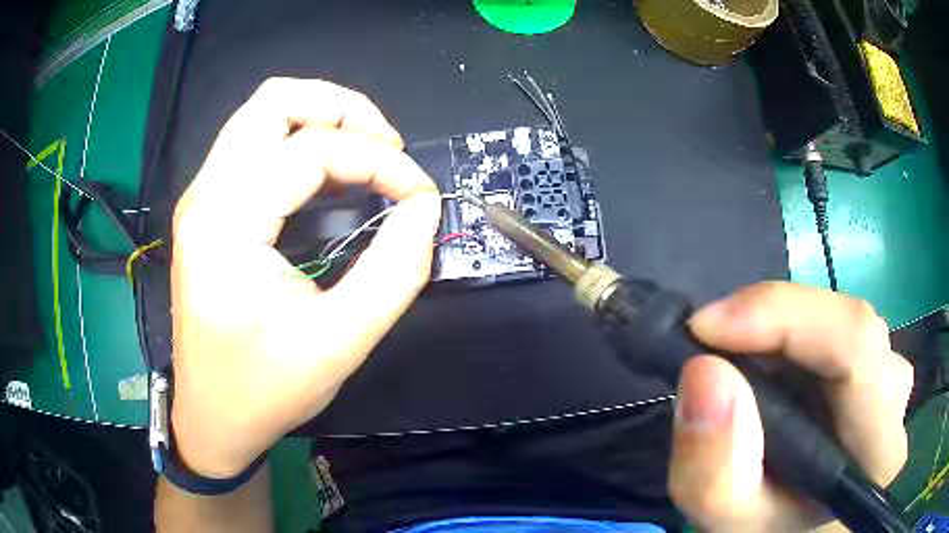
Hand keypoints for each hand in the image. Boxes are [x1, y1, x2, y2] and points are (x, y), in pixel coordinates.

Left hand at [170, 78, 440, 477]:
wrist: (212, 417)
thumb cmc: (265, 390)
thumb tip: (424, 208)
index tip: (421, 196)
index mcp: (227, 225)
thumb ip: (394, 270)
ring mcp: (201, 198)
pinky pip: (253, 144)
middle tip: (387, 146)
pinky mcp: (207, 209)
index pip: (311, 151)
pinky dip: (299, 141)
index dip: (379, 162)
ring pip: (261, 114)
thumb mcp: (340, 343)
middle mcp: (206, 195)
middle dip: (342, 108)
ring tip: (366, 153)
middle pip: (273, 100)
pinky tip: (329, 174)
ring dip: (321, 118)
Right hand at [669, 282, 912, 531]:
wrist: (791, 524)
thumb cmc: (768, 528)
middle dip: (771, 324)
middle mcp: (895, 399)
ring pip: (838, 321)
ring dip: (778, 332)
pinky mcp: (872, 363)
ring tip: (736, 365)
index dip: (783, 316)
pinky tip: (766, 367)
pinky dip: (788, 336)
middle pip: (847, 325)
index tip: (705, 328)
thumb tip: (705, 371)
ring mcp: (888, 374)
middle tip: (708, 345)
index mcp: (879, 449)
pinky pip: (831, 327)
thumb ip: (713, 471)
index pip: (855, 346)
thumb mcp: (728, 521)